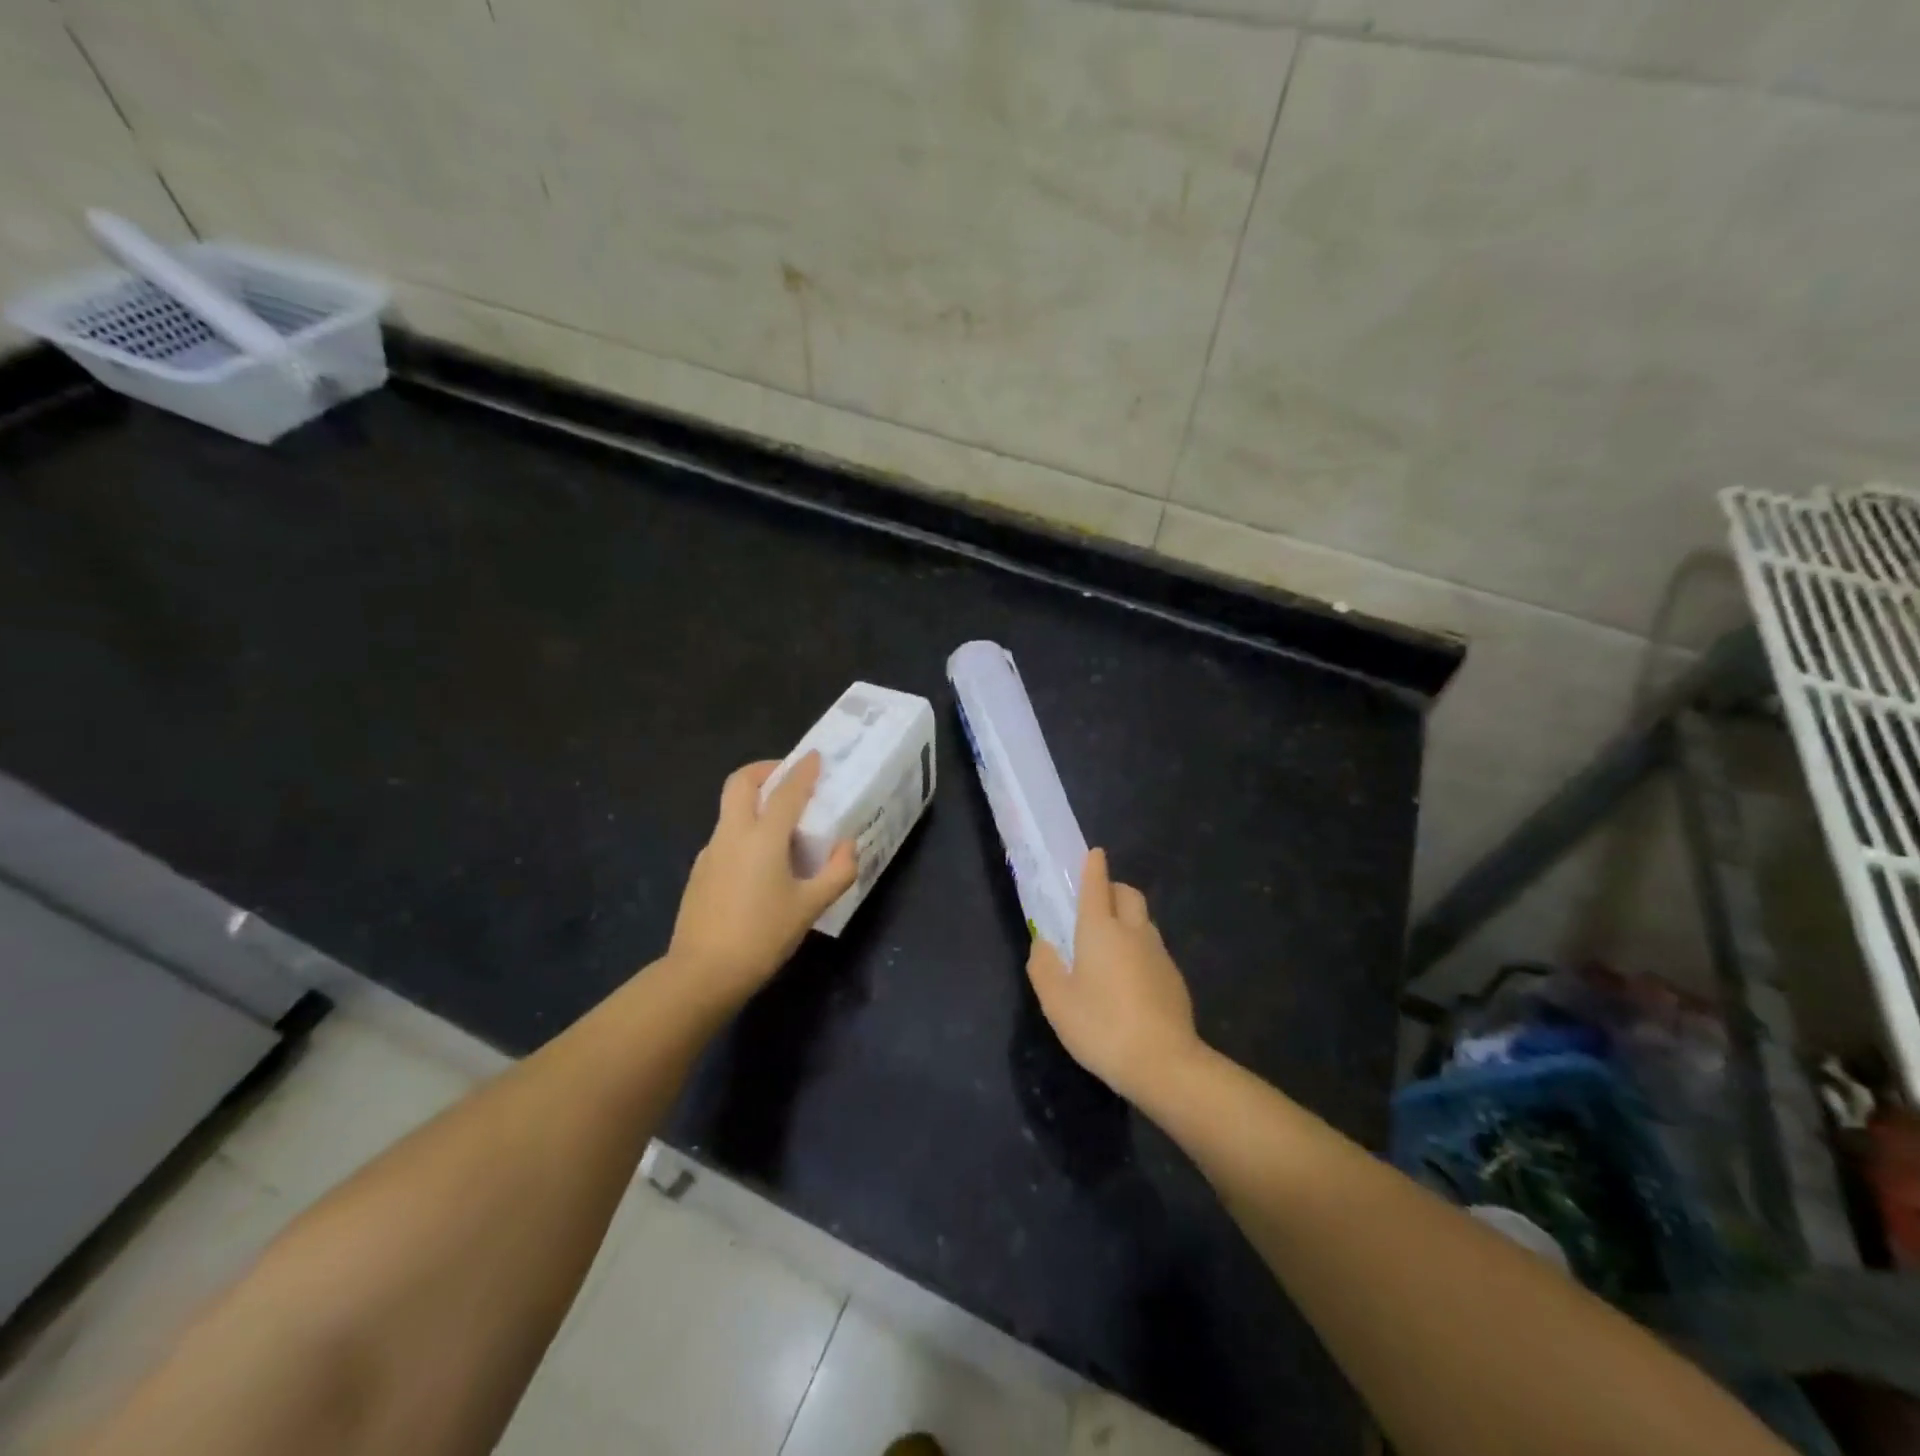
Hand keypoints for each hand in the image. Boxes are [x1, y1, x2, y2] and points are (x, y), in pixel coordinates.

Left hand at [667, 754, 856, 1010]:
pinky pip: (725, 835)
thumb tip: (848, 845)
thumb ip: (838, 872)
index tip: (815, 756)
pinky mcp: (700, 871)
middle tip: (787, 776)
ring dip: (753, 800)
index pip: (786, 790)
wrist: (702, 973)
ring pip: (730, 808)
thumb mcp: (811, 907)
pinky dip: (744, 829)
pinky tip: (760, 860)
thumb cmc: (762, 936)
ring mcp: (711, 851)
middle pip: (741, 783)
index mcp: (763, 837)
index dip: (803, 770)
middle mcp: (733, 834)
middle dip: (764, 770)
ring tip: (780, 821)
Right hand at [1026, 848, 1202, 1103]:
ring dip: (1128, 919)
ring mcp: (1159, 954)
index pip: (1097, 886)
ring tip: (1110, 946)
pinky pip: (1153, 949)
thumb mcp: (1057, 1002)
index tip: (1095, 852)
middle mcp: (1133, 932)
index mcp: (1100, 930)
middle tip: (1097, 904)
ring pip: (1143, 921)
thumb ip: (1044, 967)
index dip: (1094, 867)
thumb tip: (1042, 944)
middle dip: (1113, 889)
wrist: (1164, 1063)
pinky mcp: (1174, 978)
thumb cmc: (1101, 1026)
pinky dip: (1139, 950)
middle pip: (1128, 894)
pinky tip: (1129, 981)